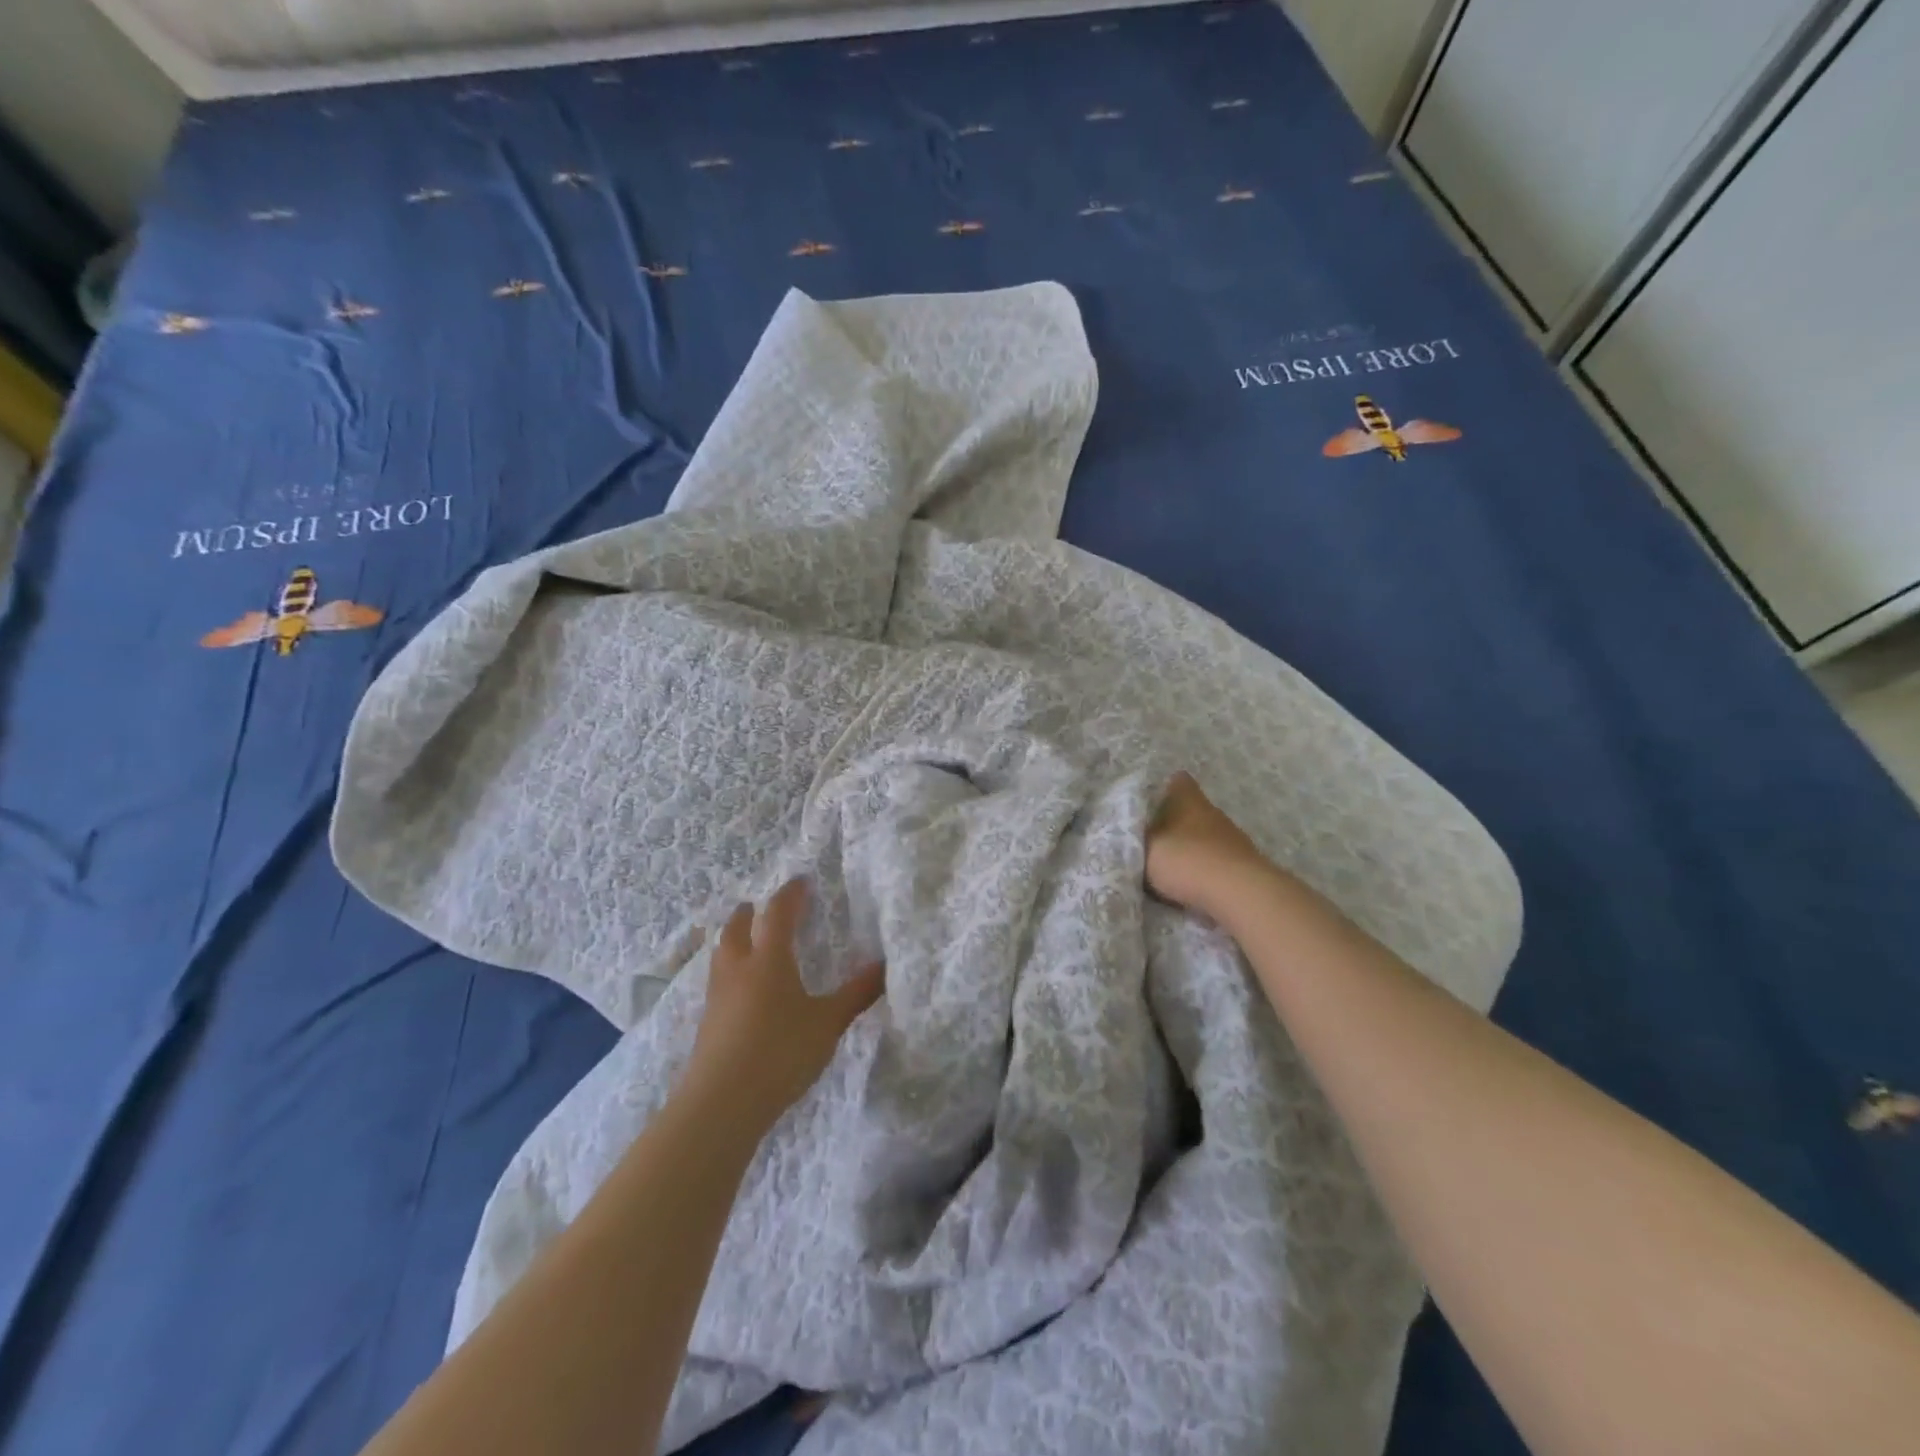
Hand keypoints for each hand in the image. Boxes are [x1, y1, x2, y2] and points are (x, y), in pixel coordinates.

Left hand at [683, 878, 884, 1129]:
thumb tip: (884, 965)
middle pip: (738, 928)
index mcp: (769, 959)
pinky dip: (729, 969)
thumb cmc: (780, 1052)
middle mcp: (739, 969)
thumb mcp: (827, 1023)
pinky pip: (717, 981)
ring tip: (744, 939)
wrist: (722, 1103)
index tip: (801, 881)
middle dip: (750, 913)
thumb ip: (855, 994)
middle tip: (759, 906)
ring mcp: (717, 996)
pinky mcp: (707, 1023)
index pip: (778, 914)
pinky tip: (738, 988)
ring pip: (722, 954)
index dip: (790, 895)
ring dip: (733, 938)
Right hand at [1145, 772, 1272, 918]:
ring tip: (1171, 866)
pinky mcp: (1245, 863)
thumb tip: (1132, 833)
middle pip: (1192, 809)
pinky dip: (1205, 867)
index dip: (1164, 788)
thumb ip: (1135, 839)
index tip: (1150, 803)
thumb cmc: (1185, 860)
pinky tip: (1193, 883)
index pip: (1178, 781)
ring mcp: (1233, 837)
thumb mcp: (1145, 849)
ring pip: (1206, 835)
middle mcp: (1213, 812)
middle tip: (1153, 839)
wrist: (1238, 893)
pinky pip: (1217, 859)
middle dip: (1175, 822)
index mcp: (1188, 800)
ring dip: (1191, 846)